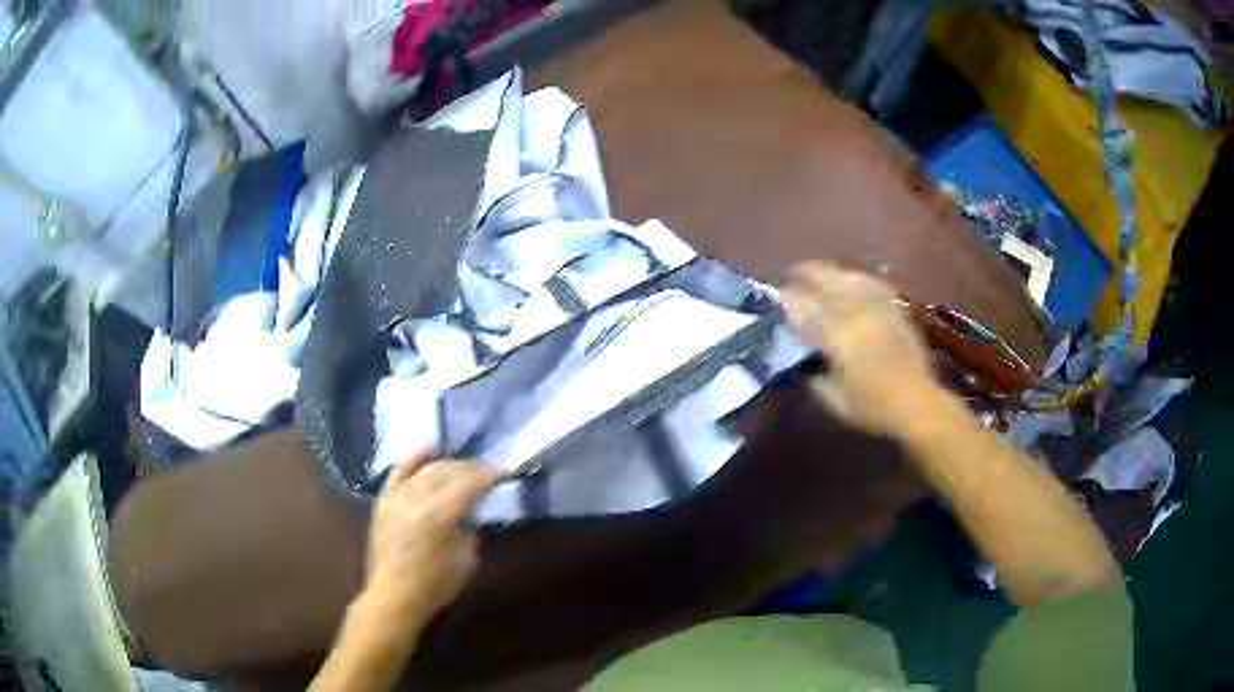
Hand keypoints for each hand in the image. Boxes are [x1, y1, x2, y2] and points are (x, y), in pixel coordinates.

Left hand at [364, 452, 504, 623]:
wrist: (393, 596)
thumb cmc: (435, 585)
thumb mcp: (466, 560)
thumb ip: (471, 529)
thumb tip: (475, 510)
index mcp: (440, 514)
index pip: (470, 483)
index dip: (490, 475)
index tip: (505, 473)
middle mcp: (417, 497)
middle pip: (449, 471)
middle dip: (472, 468)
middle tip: (489, 472)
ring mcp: (397, 496)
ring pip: (427, 469)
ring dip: (449, 465)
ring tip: (465, 469)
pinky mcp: (384, 500)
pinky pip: (399, 470)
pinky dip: (415, 458)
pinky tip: (430, 451)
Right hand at [781, 261, 934, 436]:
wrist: (916, 403)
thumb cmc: (872, 406)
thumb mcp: (833, 399)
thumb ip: (812, 375)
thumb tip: (798, 360)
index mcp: (837, 332)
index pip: (804, 305)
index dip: (787, 299)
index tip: (775, 298)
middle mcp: (856, 310)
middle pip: (826, 279)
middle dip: (805, 274)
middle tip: (790, 277)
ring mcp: (877, 306)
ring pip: (848, 276)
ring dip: (829, 272)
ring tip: (817, 274)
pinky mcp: (894, 308)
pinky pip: (871, 283)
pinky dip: (856, 278)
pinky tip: (851, 280)